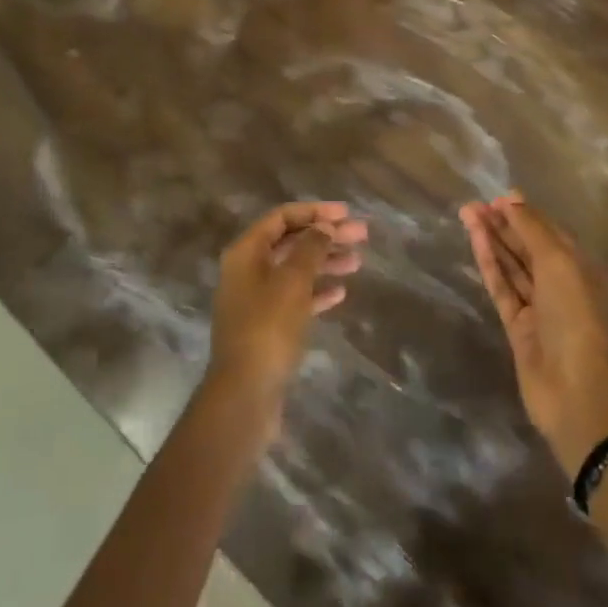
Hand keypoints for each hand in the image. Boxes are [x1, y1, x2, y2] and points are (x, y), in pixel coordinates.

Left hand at [207, 201, 366, 442]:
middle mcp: (248, 270)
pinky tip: (341, 293)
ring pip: (295, 270)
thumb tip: (323, 227)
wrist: (245, 394)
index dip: (314, 211)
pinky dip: (317, 291)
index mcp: (246, 252)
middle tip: (362, 235)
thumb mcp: (293, 281)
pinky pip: (295, 298)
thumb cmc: (268, 329)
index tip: (346, 213)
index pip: (281, 217)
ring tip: (357, 262)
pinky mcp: (267, 326)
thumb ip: (310, 248)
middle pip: (291, 242)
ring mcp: (256, 300)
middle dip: (325, 236)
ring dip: (325, 262)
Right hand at [462, 192, 607, 475]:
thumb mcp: (558, 262)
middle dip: (503, 224)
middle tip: (473, 205)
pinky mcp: (517, 326)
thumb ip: (532, 230)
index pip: (549, 232)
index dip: (525, 214)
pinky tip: (476, 241)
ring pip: (512, 265)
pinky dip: (489, 263)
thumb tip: (511, 201)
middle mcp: (560, 284)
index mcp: (580, 267)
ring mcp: (538, 306)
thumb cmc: (575, 315)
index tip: (498, 197)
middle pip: (527, 247)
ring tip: (467, 214)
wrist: (576, 389)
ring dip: (492, 239)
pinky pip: (502, 287)